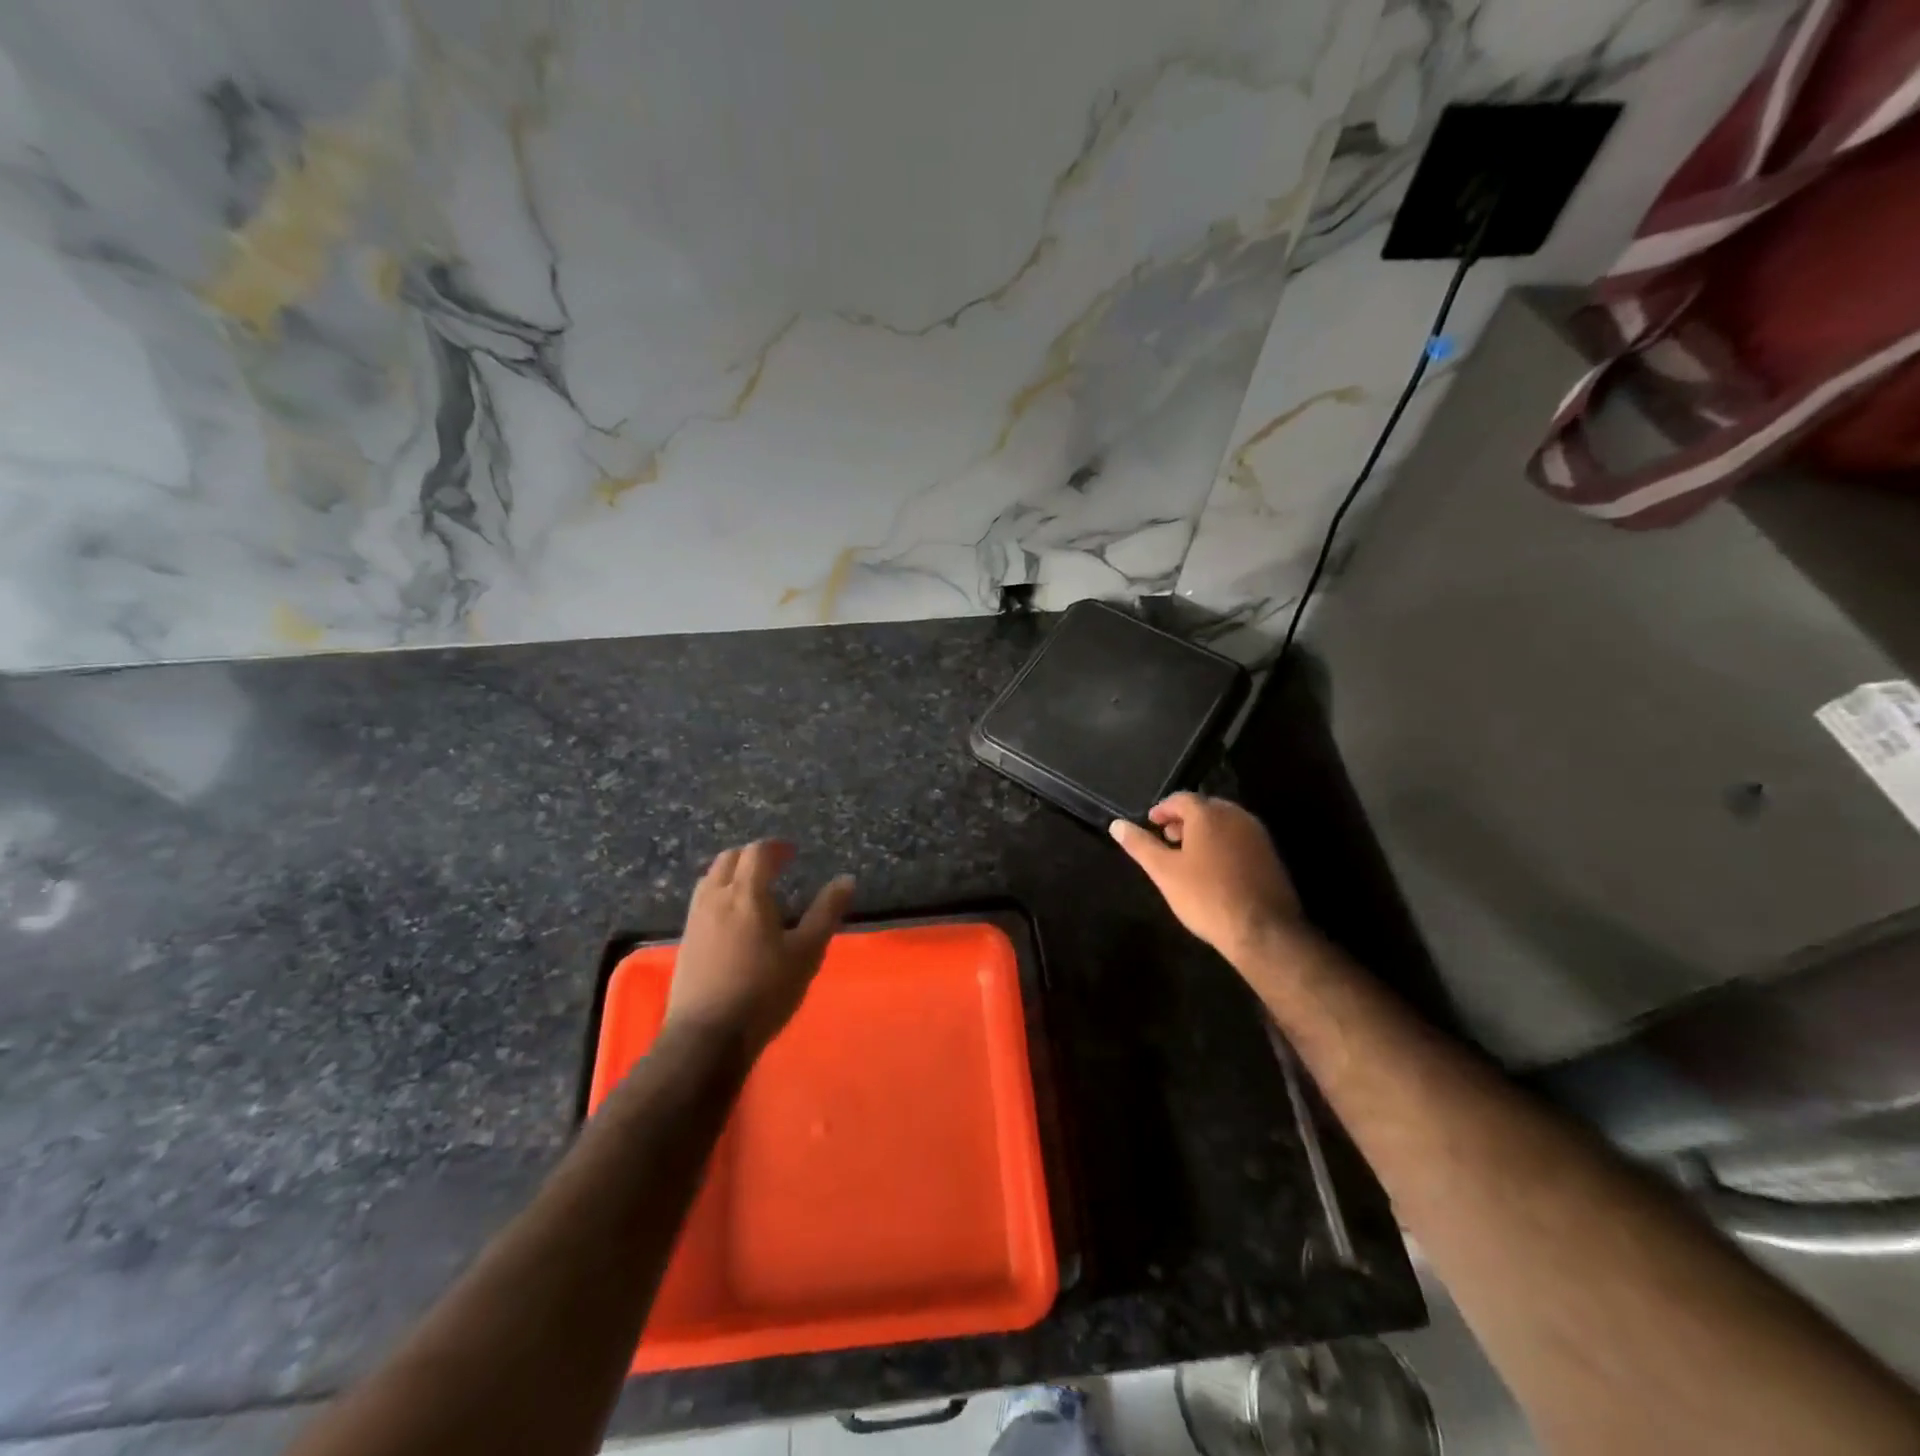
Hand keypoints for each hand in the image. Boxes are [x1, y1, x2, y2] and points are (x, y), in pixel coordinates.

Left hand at [666, 840, 855, 1054]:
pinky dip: (719, 894)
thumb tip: (846, 880)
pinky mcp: (686, 942)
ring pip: (710, 879)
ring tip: (753, 888)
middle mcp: (715, 898)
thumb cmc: (764, 991)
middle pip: (728, 859)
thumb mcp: (806, 953)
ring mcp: (695, 920)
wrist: (707, 1037)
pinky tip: (732, 918)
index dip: (775, 847)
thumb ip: (826, 913)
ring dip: (732, 873)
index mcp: (746, 894)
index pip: (757, 852)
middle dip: (752, 856)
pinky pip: (702, 901)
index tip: (792, 852)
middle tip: (774, 865)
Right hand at [1110, 793, 1302, 964]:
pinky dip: (1223, 844)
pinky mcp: (1271, 855)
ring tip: (1188, 854)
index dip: (1163, 809)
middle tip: (1167, 837)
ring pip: (1225, 823)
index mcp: (1209, 814)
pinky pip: (1240, 839)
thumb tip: (1116, 824)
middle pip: (1205, 808)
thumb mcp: (1164, 871)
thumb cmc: (1206, 896)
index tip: (1151, 823)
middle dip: (1184, 819)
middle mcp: (1236, 816)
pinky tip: (1214, 869)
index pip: (1181, 799)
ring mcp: (1258, 835)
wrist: (1263, 930)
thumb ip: (1140, 845)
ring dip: (1204, 831)